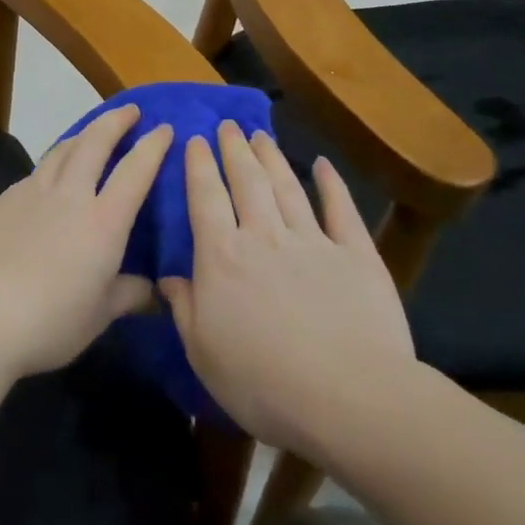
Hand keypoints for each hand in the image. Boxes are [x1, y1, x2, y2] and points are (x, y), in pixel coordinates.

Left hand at [0, 104, 171, 380]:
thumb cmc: (51, 321)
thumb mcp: (100, 315)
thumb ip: (128, 294)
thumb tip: (149, 288)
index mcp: (102, 222)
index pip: (135, 171)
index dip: (152, 146)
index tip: (164, 128)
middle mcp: (68, 196)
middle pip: (94, 143)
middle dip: (114, 121)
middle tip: (129, 110)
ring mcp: (30, 193)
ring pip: (60, 151)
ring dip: (81, 136)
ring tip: (90, 134)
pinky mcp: (1, 201)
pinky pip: (34, 175)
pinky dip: (51, 167)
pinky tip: (49, 181)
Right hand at [158, 123, 416, 462]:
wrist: (350, 399)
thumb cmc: (263, 381)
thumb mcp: (203, 352)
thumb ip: (183, 308)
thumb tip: (167, 278)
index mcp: (222, 256)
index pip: (205, 198)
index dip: (199, 165)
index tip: (195, 139)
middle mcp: (263, 236)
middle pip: (246, 181)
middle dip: (234, 150)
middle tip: (228, 125)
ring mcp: (312, 242)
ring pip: (286, 188)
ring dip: (271, 158)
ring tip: (260, 135)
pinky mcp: (356, 256)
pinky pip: (341, 211)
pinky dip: (332, 185)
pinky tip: (322, 165)